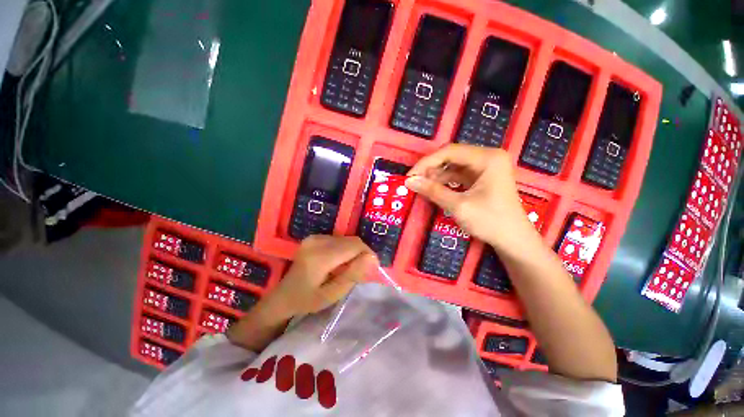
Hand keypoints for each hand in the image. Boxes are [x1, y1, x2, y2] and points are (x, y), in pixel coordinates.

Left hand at [227, 236, 376, 351]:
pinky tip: (340, 262)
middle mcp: (318, 241)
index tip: (372, 269)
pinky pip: (339, 239)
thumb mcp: (332, 294)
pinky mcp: (315, 237)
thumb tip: (372, 258)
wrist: (283, 296)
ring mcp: (315, 237)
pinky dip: (345, 249)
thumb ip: (352, 275)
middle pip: (352, 241)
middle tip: (361, 271)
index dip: (368, 254)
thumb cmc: (307, 300)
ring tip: (349, 269)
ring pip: (347, 239)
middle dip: (362, 254)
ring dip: (353, 252)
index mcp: (321, 256)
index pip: (355, 245)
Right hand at [405, 144, 540, 253]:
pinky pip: (458, 174)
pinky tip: (433, 188)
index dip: (426, 162)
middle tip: (414, 181)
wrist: (513, 241)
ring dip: (436, 175)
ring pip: (453, 165)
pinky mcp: (482, 178)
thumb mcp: (458, 205)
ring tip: (421, 186)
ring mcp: (486, 167)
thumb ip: (432, 191)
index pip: (450, 151)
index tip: (410, 176)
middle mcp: (488, 157)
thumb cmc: (490, 221)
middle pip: (451, 156)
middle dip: (431, 168)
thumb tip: (409, 181)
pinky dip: (445, 181)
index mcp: (487, 158)